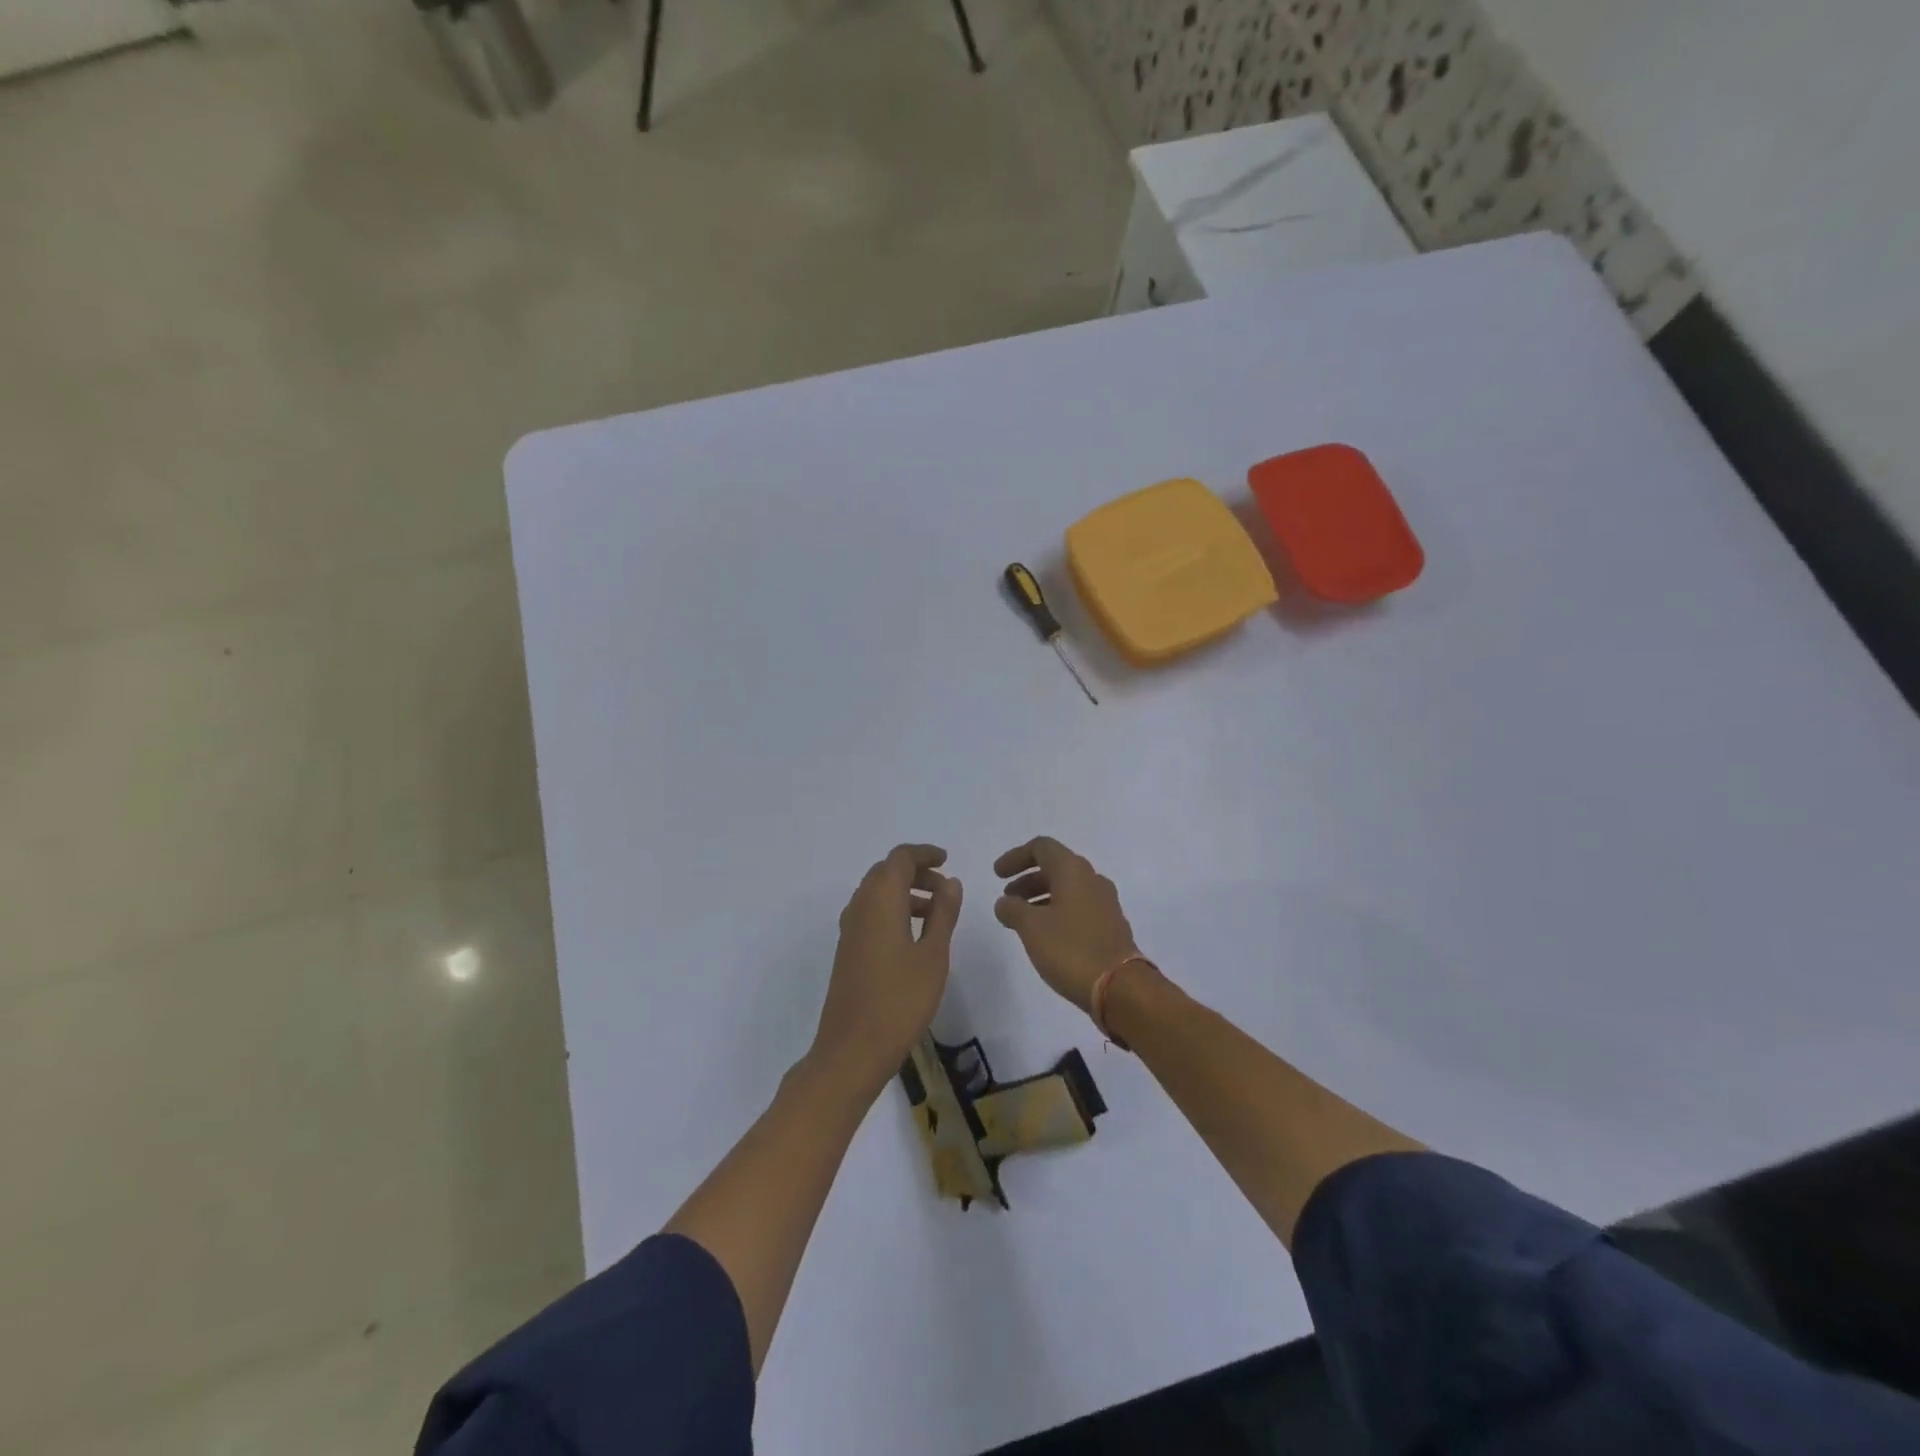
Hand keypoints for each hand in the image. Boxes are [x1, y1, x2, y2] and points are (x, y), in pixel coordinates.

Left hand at [810, 844, 961, 1098]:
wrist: (852, 1049)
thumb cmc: (900, 1000)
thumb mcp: (933, 955)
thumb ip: (943, 913)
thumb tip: (950, 882)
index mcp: (880, 901)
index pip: (899, 858)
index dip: (923, 854)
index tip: (946, 861)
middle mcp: (860, 908)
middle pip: (885, 872)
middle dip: (915, 872)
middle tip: (945, 888)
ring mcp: (850, 930)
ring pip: (876, 893)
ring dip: (904, 892)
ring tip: (935, 912)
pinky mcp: (847, 950)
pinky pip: (870, 913)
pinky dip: (892, 910)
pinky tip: (913, 936)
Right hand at [992, 837, 1138, 1010]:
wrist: (1121, 987)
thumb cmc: (1071, 949)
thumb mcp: (1031, 927)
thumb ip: (1012, 909)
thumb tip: (1004, 902)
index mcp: (1073, 871)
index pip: (1042, 847)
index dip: (1016, 857)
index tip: (997, 875)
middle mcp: (1092, 879)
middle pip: (1055, 867)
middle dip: (1028, 879)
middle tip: (1008, 899)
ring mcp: (1105, 903)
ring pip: (1067, 889)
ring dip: (1041, 897)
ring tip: (1021, 920)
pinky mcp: (1111, 926)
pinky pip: (1078, 908)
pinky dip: (1057, 912)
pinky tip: (1046, 936)